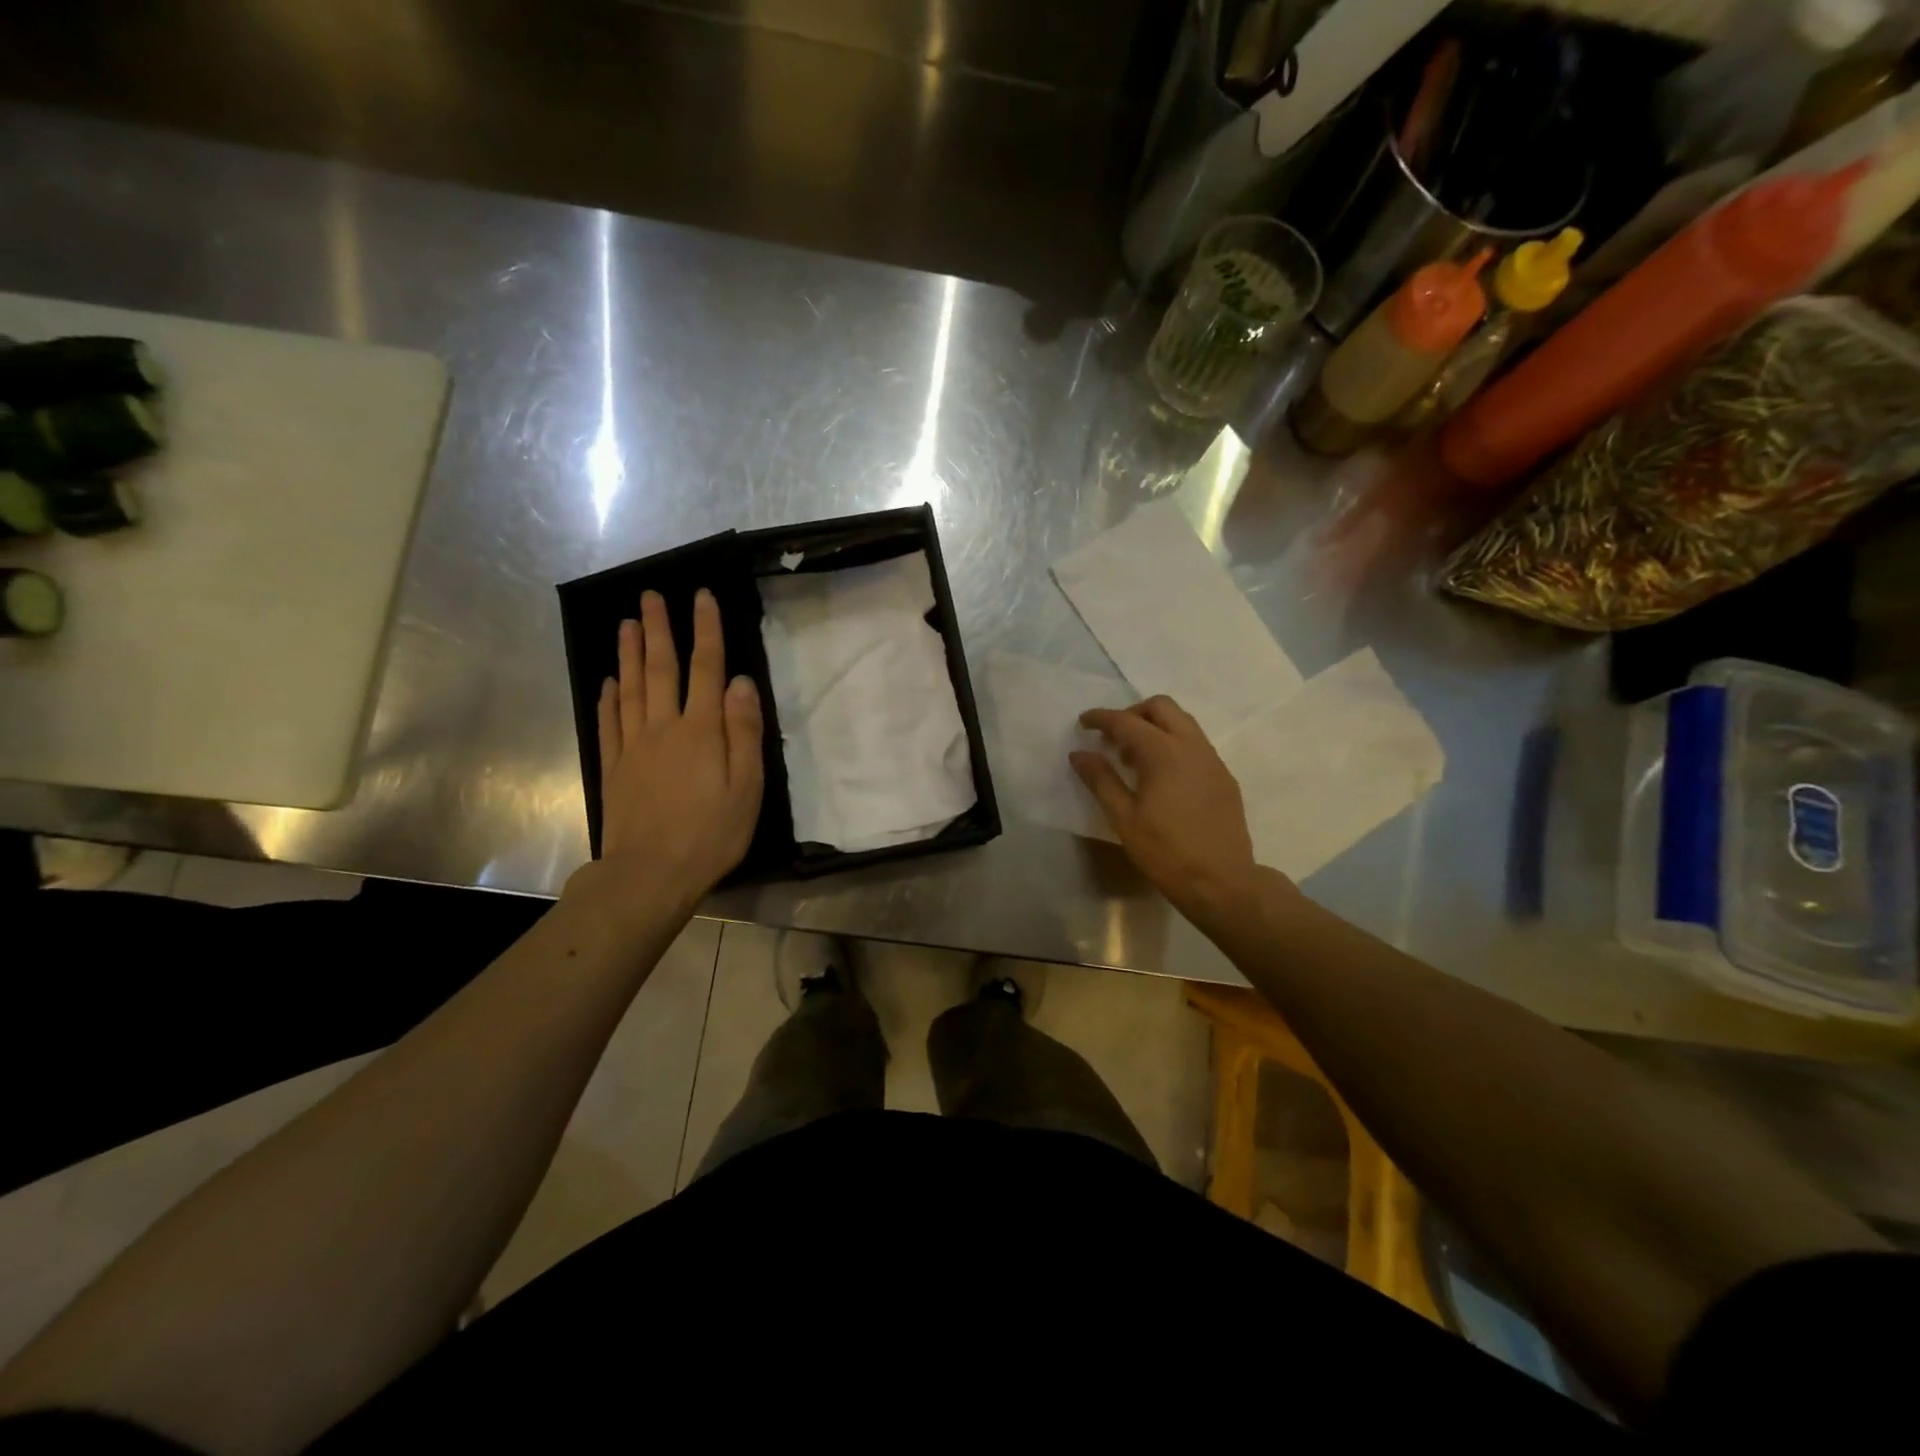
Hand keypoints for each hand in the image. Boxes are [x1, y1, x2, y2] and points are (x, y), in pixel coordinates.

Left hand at [592, 588, 763, 910]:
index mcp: (702, 730)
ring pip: (630, 688)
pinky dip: (608, 697)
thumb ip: (744, 732)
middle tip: (650, 595)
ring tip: (626, 623)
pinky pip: (609, 723)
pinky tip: (608, 681)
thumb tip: (740, 682)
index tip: (702, 597)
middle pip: (661, 669)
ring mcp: (633, 746)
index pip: (706, 668)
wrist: (650, 874)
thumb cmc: (711, 833)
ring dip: (629, 653)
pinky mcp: (613, 768)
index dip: (706, 630)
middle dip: (659, 629)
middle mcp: (664, 727)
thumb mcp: (747, 786)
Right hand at [1071, 696, 1275, 928]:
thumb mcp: (1124, 817)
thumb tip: (1080, 754)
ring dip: (1155, 727)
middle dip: (1133, 713)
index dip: (1101, 718)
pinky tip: (1162, 777)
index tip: (1083, 722)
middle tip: (1112, 737)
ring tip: (1134, 758)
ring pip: (1183, 723)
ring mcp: (1213, 760)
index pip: (1126, 721)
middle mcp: (1192, 746)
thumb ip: (1101, 779)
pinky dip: (1174, 744)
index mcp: (1164, 752)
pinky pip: (1196, 744)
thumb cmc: (1166, 851)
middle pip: (1161, 707)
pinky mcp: (1224, 777)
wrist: (1222, 882)